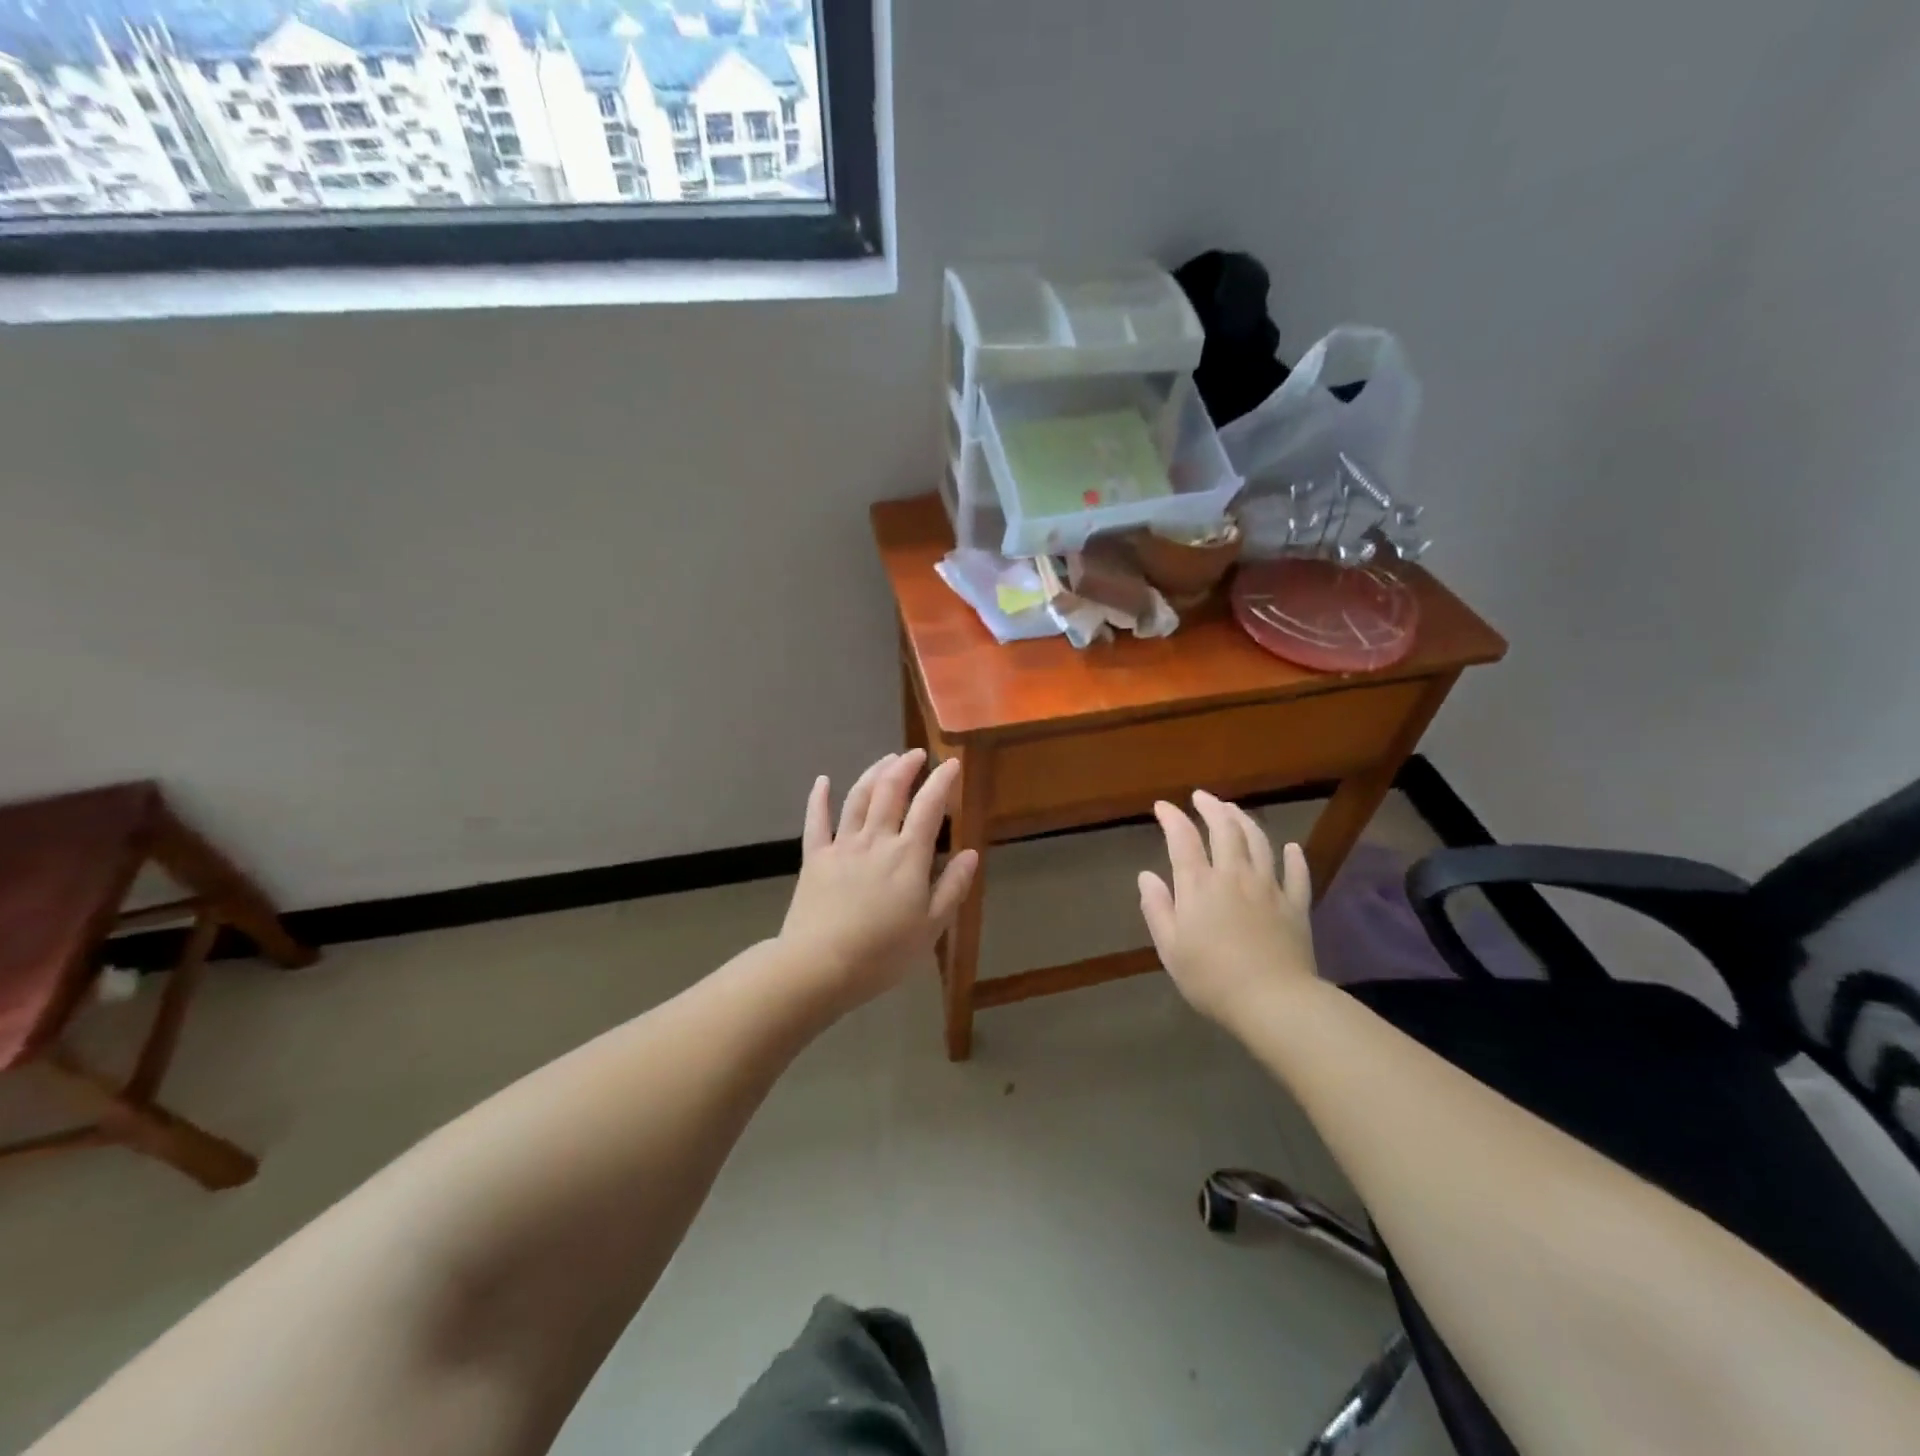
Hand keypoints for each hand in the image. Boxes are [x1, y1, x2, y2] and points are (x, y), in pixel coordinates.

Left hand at [779, 749, 977, 1007]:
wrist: (820, 965)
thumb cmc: (883, 952)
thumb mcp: (931, 927)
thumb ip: (952, 887)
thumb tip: (971, 854)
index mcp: (908, 856)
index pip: (929, 808)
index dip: (941, 782)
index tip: (952, 763)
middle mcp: (875, 840)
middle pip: (891, 792)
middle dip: (906, 767)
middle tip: (916, 754)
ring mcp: (842, 846)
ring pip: (858, 798)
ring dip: (873, 773)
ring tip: (886, 759)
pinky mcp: (814, 858)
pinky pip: (816, 821)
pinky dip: (819, 798)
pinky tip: (823, 781)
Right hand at [1138, 791, 1318, 1028]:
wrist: (1273, 1001)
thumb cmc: (1211, 978)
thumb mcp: (1170, 948)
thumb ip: (1157, 908)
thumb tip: (1146, 876)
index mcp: (1199, 886)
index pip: (1183, 839)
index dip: (1172, 818)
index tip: (1162, 806)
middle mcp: (1234, 876)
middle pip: (1225, 830)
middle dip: (1212, 808)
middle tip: (1202, 797)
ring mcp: (1269, 888)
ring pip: (1259, 842)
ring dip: (1245, 820)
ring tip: (1234, 810)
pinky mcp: (1296, 906)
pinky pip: (1297, 874)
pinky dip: (1293, 857)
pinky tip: (1290, 848)